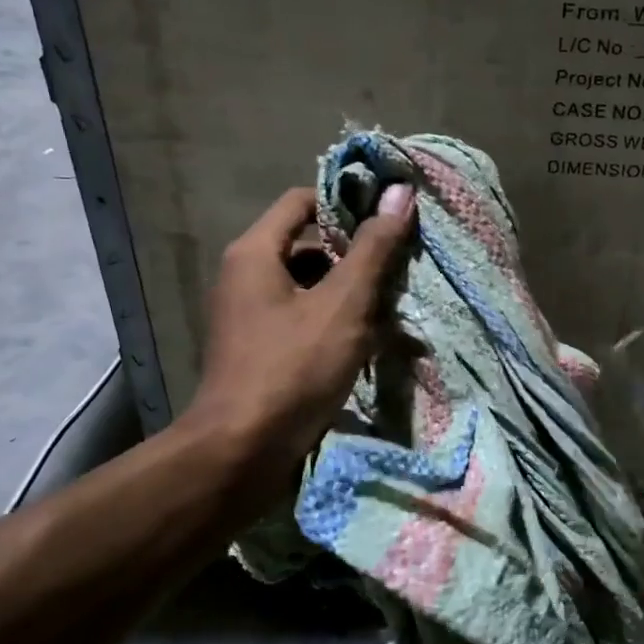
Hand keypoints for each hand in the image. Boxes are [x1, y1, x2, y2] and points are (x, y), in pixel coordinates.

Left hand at [185, 184, 413, 496]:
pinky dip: (336, 324)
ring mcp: (251, 316)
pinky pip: (304, 319)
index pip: (302, 201)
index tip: (389, 218)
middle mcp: (246, 276)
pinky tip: (370, 344)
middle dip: (355, 256)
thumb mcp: (343, 304)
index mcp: (255, 252)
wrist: (242, 452)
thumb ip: (373, 248)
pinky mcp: (262, 350)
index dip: (346, 204)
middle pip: (308, 246)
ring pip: (310, 287)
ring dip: (351, 294)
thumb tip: (400, 191)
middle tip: (398, 268)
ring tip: (393, 309)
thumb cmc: (293, 367)